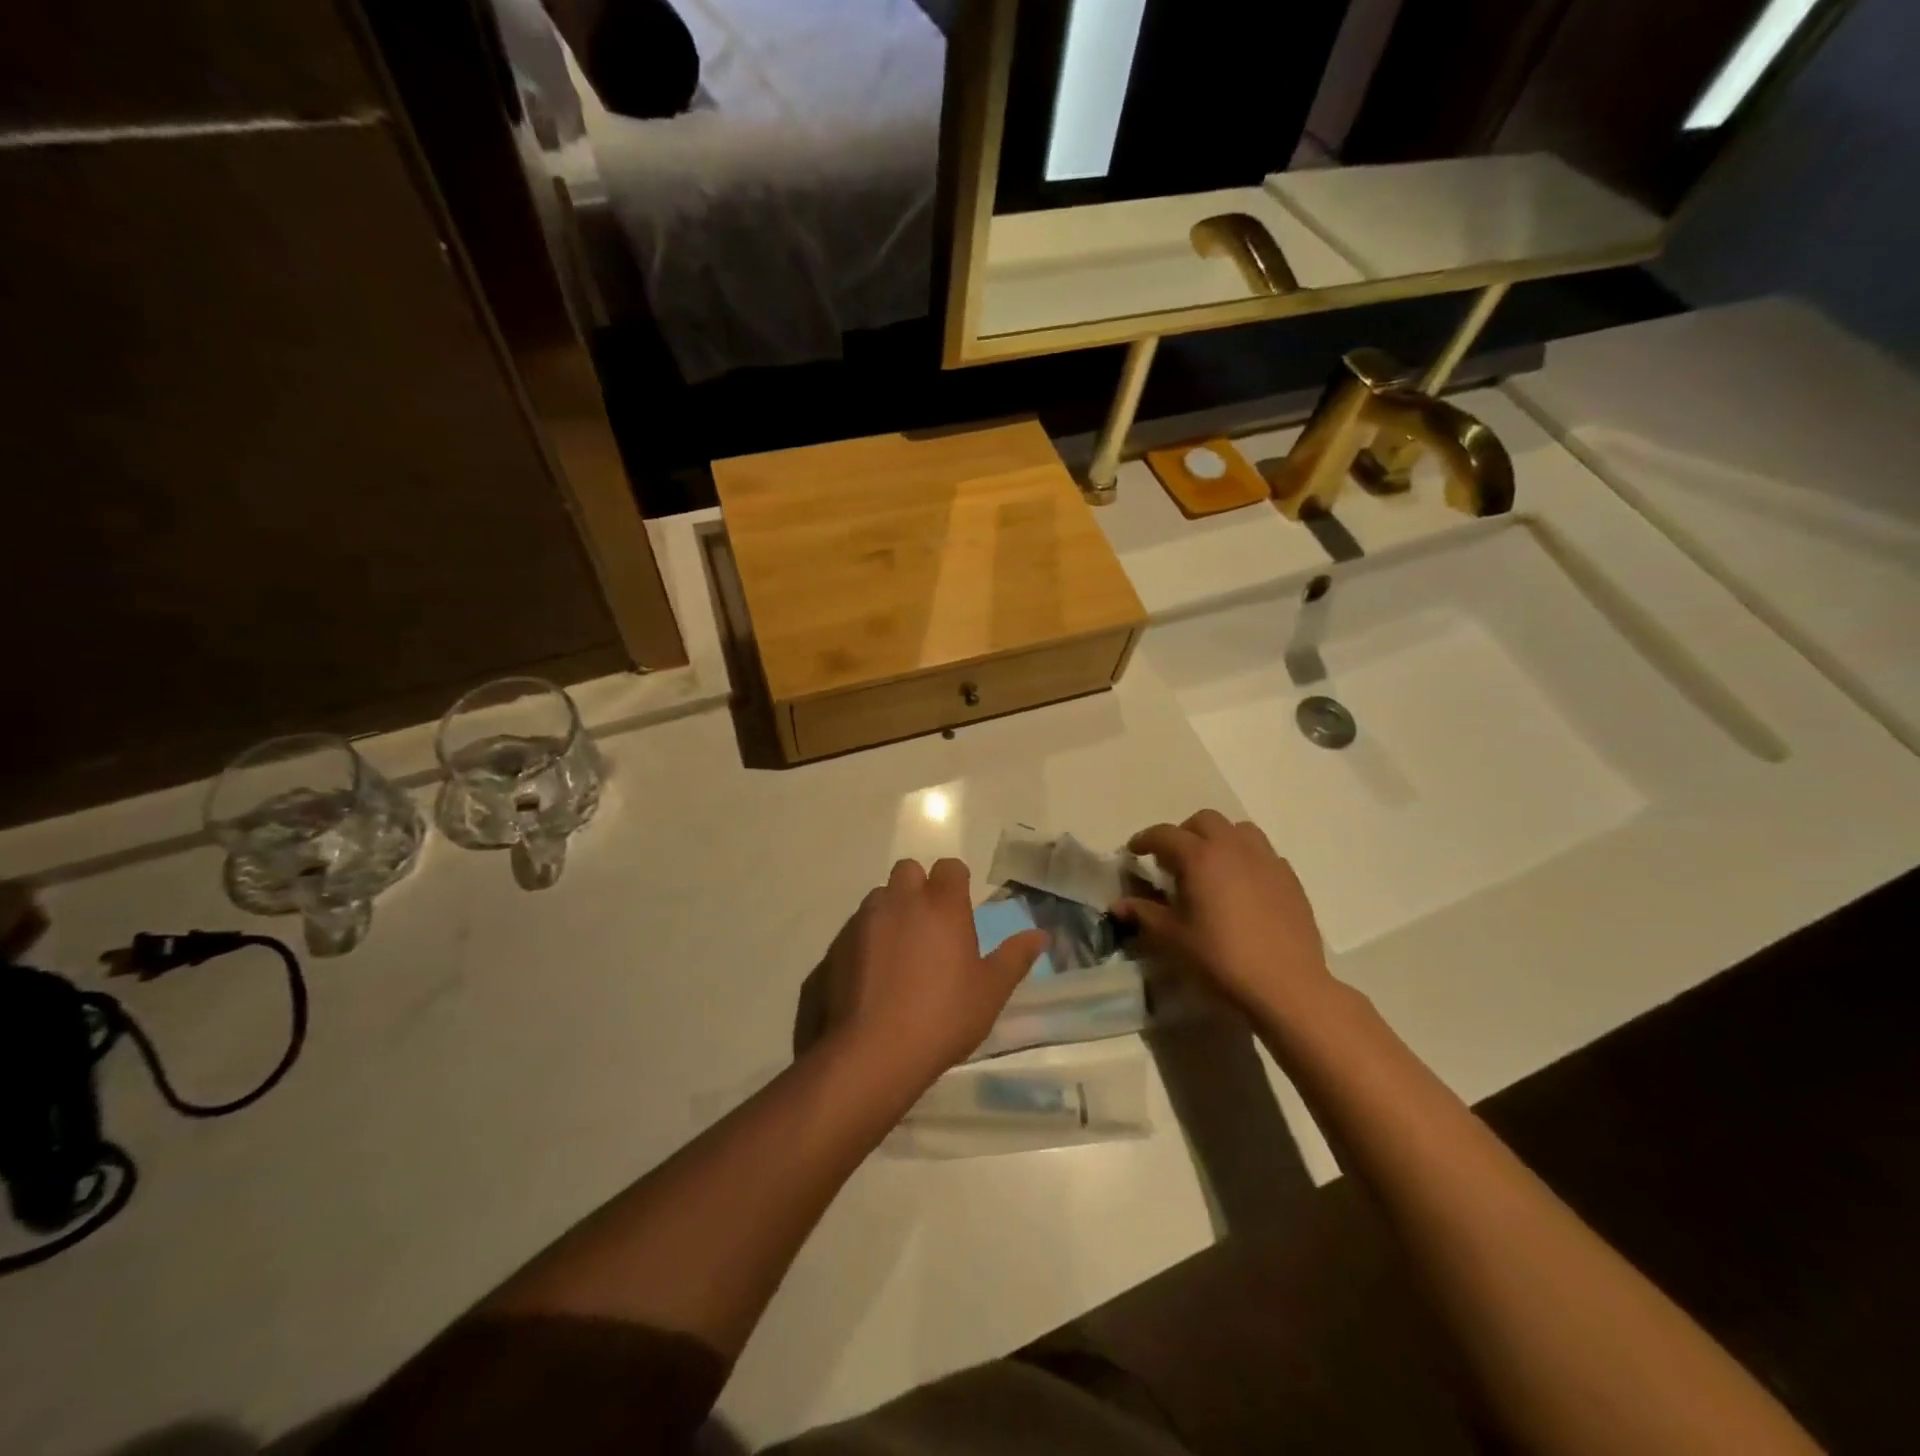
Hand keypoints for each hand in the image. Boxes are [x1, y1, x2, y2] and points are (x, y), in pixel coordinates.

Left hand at [819, 858, 1047, 1090]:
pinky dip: (865, 939)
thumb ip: (1014, 958)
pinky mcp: (836, 944)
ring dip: (890, 912)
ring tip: (898, 951)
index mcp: (942, 906)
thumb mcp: (990, 992)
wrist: (873, 1052)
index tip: (960, 907)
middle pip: (908, 871)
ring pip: (879, 897)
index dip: (955, 882)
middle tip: (928, 925)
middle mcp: (901, 901)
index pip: (949, 867)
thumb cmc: (943, 1018)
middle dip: (918, 888)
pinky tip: (871, 974)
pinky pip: (854, 928)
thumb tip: (1040, 935)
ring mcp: (864, 920)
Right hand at [1116, 810, 1336, 1028]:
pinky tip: (1242, 886)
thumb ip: (1144, 914)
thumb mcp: (1173, 938)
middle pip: (1204, 820)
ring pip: (1238, 830)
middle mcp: (1233, 847)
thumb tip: (1118, 905)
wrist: (1286, 985)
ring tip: (1211, 866)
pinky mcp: (1289, 878)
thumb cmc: (1221, 958)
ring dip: (1219, 839)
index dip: (1145, 839)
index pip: (1165, 834)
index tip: (1134, 851)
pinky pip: (1263, 853)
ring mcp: (1266, 860)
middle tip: (1174, 860)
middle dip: (1184, 833)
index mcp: (1200, 857)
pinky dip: (1246, 858)